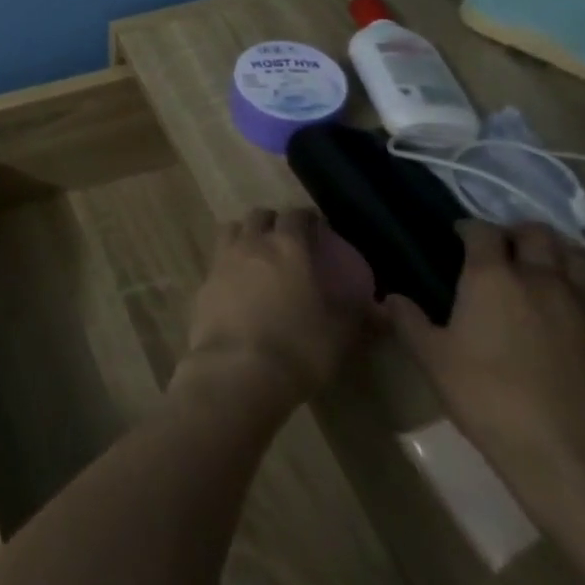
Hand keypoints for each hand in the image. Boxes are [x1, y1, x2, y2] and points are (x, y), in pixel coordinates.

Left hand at [170, 208, 375, 419]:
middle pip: (259, 215)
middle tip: (286, 239)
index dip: (307, 218)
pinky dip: (228, 261)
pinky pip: (217, 259)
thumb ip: (357, 315)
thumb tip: (381, 310)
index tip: (317, 228)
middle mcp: (252, 243)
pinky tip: (237, 282)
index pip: (296, 216)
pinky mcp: (203, 280)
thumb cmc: (298, 348)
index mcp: (287, 247)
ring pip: (232, 229)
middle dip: (273, 221)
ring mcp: (223, 259)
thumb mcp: (339, 334)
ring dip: (245, 233)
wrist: (238, 368)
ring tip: (257, 253)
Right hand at [387, 220, 584, 517]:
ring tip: (542, 269)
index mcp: (492, 277)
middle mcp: (542, 280)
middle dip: (518, 233)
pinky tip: (569, 313)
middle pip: (537, 234)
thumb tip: (391, 298)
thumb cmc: (488, 398)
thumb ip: (409, 322)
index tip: (459, 237)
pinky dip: (581, 291)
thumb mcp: (432, 360)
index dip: (469, 228)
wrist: (573, 458)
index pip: (483, 231)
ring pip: (577, 258)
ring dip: (557, 254)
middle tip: (503, 249)